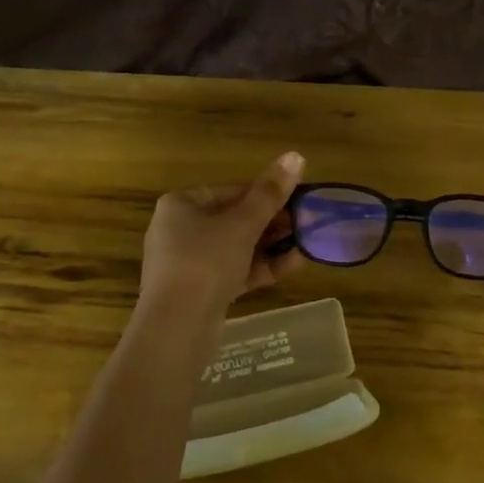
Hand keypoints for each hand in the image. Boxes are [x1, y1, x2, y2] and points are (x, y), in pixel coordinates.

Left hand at [139, 152, 305, 318]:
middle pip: (234, 219)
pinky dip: (260, 267)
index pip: (231, 191)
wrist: (177, 327)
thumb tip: (297, 155)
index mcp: (181, 204)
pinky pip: (234, 272)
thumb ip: (271, 192)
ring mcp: (188, 264)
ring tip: (307, 243)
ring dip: (271, 245)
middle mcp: (179, 230)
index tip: (299, 199)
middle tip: (307, 223)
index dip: (267, 194)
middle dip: (272, 222)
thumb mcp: (243, 223)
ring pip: (236, 248)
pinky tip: (294, 265)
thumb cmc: (206, 261)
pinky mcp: (199, 292)